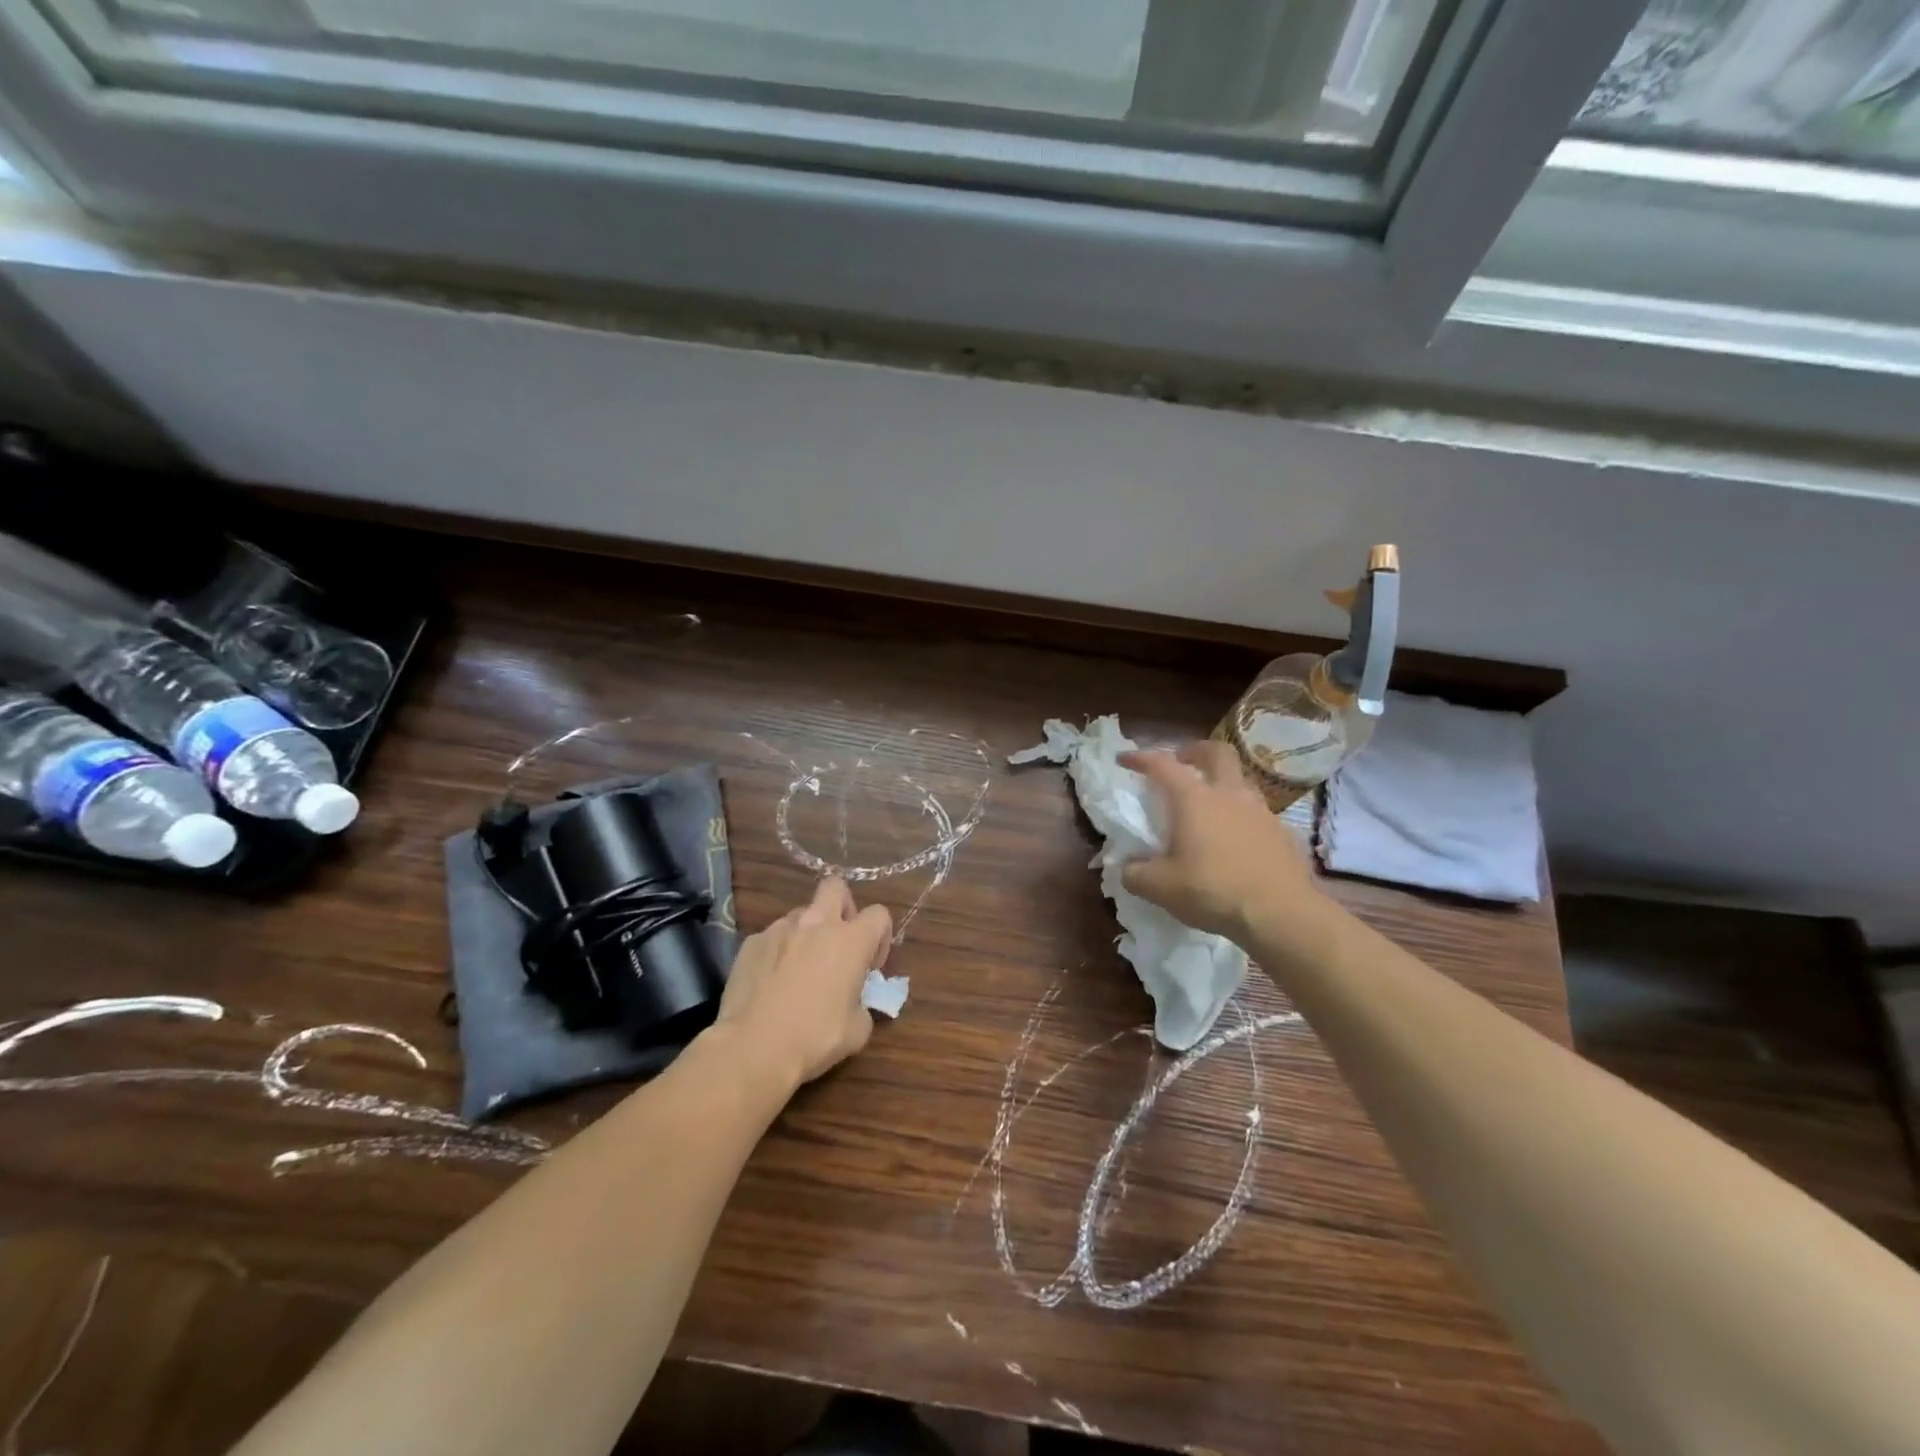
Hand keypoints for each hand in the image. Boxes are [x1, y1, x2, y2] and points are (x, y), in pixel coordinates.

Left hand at [711, 877, 892, 1093]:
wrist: (754, 1048)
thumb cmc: (815, 1037)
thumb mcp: (858, 1030)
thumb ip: (863, 1005)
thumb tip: (855, 1003)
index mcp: (851, 940)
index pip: (879, 914)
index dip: (880, 937)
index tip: (870, 966)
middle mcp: (817, 923)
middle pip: (835, 887)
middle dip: (842, 907)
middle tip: (839, 942)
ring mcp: (780, 929)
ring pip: (801, 914)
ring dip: (807, 933)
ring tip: (800, 969)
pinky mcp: (751, 942)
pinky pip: (772, 937)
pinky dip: (778, 952)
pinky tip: (771, 983)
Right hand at [1118, 741, 1321, 941]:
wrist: (1280, 914)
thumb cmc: (1212, 891)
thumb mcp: (1159, 888)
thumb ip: (1136, 873)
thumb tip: (1128, 868)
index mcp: (1194, 799)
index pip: (1162, 765)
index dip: (1140, 758)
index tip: (1124, 759)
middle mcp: (1229, 795)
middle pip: (1217, 753)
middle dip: (1196, 751)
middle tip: (1182, 762)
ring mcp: (1261, 812)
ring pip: (1241, 782)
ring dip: (1223, 784)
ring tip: (1210, 806)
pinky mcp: (1283, 833)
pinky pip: (1258, 814)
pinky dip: (1242, 818)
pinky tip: (1237, 842)